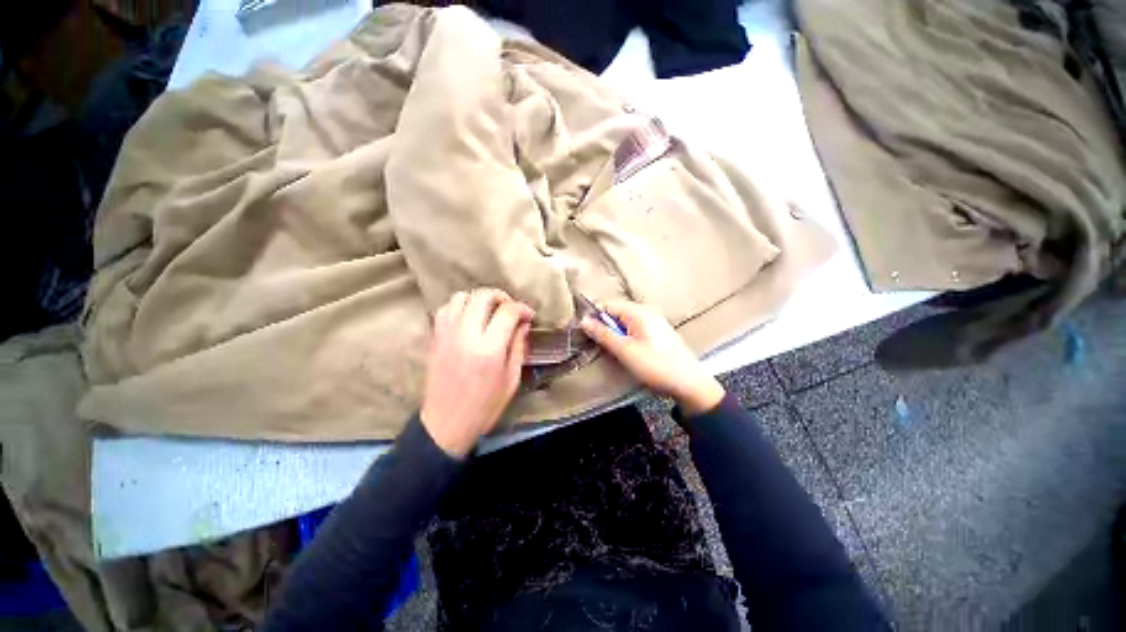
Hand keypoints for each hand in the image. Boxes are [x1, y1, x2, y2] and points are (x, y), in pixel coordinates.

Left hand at [421, 289, 533, 456]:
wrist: (446, 423)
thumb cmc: (485, 406)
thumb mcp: (511, 380)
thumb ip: (518, 347)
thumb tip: (523, 324)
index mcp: (489, 349)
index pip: (508, 312)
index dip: (522, 308)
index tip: (529, 315)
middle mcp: (466, 335)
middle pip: (483, 296)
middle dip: (501, 296)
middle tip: (510, 309)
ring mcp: (446, 334)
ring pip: (461, 297)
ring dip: (479, 299)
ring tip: (489, 311)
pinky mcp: (435, 338)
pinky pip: (446, 309)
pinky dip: (460, 306)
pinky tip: (469, 318)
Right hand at [581, 300, 724, 414]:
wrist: (690, 384)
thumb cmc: (656, 366)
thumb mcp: (625, 351)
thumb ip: (603, 334)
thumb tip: (583, 320)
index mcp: (639, 312)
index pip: (608, 304)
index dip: (595, 317)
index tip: (587, 334)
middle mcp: (647, 311)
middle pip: (616, 312)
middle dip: (605, 327)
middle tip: (601, 346)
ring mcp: (654, 321)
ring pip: (625, 322)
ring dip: (615, 334)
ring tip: (614, 352)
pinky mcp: (658, 333)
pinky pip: (635, 329)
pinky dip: (626, 338)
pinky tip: (628, 352)